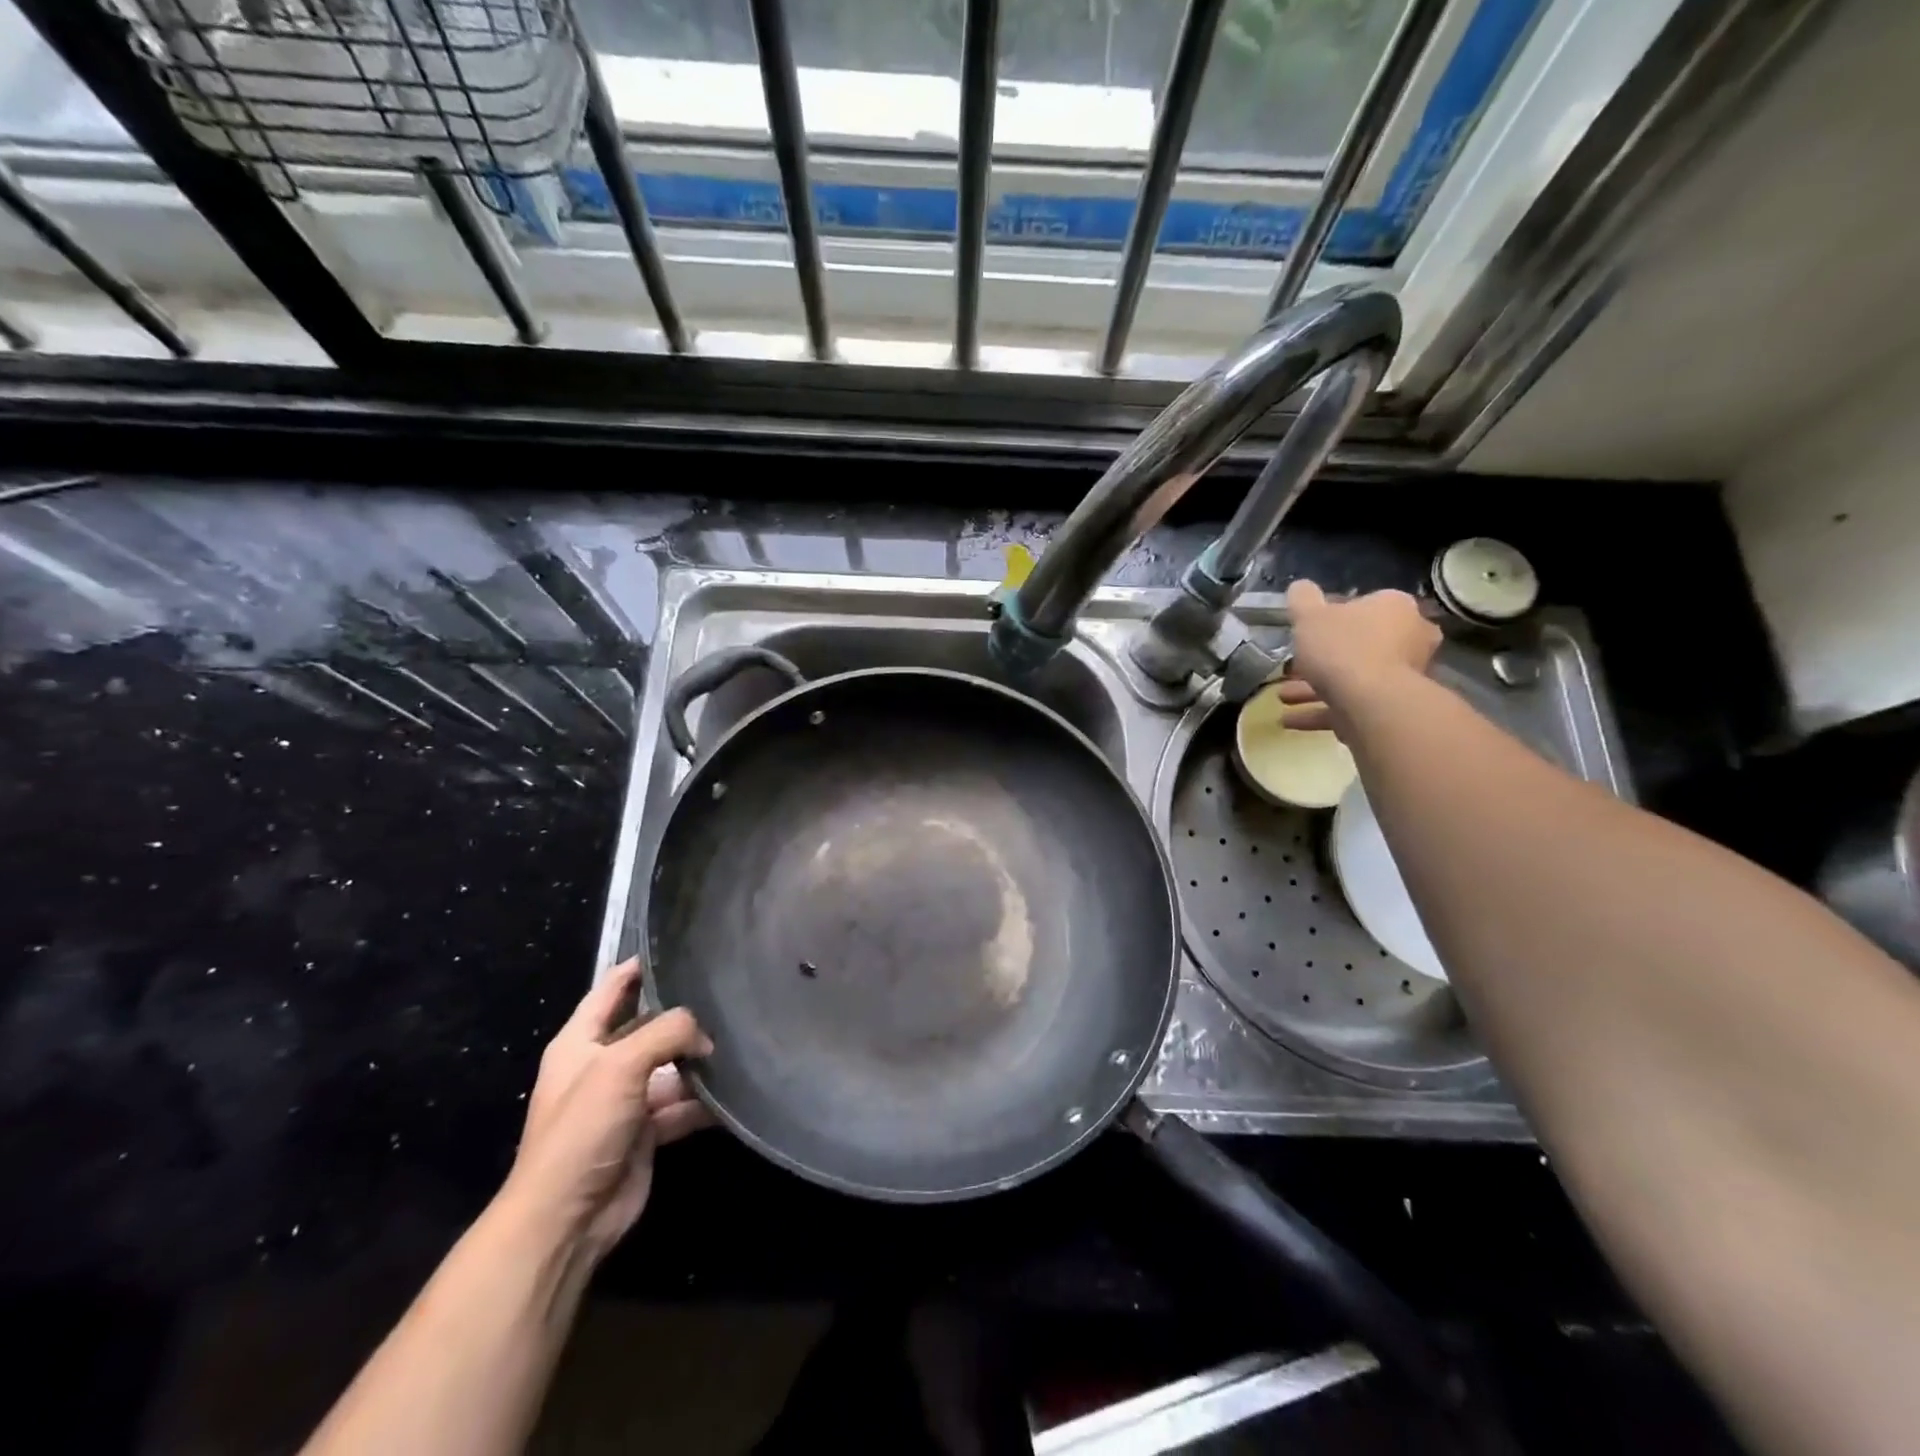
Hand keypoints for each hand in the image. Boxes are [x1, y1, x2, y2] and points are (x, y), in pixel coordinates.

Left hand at [499, 960, 712, 1261]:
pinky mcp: (648, 1132)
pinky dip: (705, 1100)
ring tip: (742, 1038)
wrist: (566, 1219)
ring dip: (699, 1060)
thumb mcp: (620, 1065)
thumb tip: (706, 1038)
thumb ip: (668, 1032)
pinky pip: (683, 1105)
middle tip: (728, 992)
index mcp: (580, 1041)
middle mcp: (603, 1065)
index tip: (680, 946)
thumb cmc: (582, 1129)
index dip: (639, 965)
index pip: (612, 987)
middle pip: (649, 1026)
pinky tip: (736, 1089)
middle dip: (683, 1014)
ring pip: (671, 1066)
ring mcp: (627, 1100)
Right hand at [1275, 580, 1440, 732]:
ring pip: (1352, 678)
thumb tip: (1300, 586)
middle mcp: (1409, 638)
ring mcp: (1403, 676)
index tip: (1309, 631)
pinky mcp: (1391, 708)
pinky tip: (1288, 720)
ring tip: (1282, 696)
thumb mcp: (1310, 616)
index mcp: (1395, 608)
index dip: (1333, 617)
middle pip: (1359, 644)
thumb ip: (1302, 599)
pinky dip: (1320, 711)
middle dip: (1322, 658)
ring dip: (1314, 688)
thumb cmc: (1342, 648)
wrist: (1371, 703)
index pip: (1365, 605)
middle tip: (1292, 666)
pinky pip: (1350, 706)